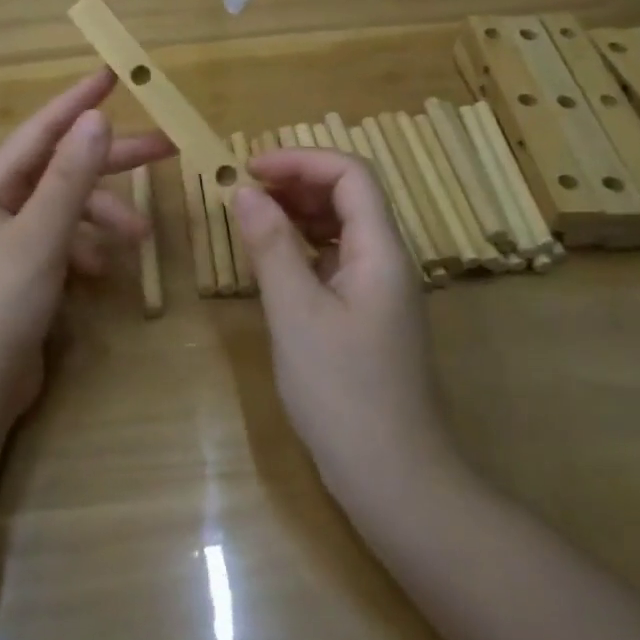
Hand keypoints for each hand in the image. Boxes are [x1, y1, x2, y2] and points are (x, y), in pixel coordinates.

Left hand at [0, 69, 173, 415]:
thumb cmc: (1, 302)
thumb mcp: (41, 234)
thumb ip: (71, 176)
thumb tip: (98, 117)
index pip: (42, 130)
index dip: (77, 101)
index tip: (113, 74)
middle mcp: (2, 206)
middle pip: (65, 168)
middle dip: (113, 161)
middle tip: (169, 148)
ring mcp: (16, 241)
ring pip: (72, 209)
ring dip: (107, 216)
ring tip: (141, 238)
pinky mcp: (30, 273)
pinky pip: (68, 243)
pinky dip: (90, 248)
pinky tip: (105, 270)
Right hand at [231, 149, 452, 503]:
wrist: (394, 479)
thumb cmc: (343, 393)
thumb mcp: (296, 314)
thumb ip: (271, 247)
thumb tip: (245, 192)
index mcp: (381, 251)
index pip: (350, 174)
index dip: (301, 160)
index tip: (250, 169)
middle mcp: (387, 261)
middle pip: (349, 195)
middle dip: (297, 182)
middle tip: (245, 193)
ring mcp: (380, 290)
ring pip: (342, 228)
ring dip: (298, 214)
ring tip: (252, 221)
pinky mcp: (367, 316)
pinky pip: (336, 261)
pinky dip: (303, 249)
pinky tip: (273, 263)